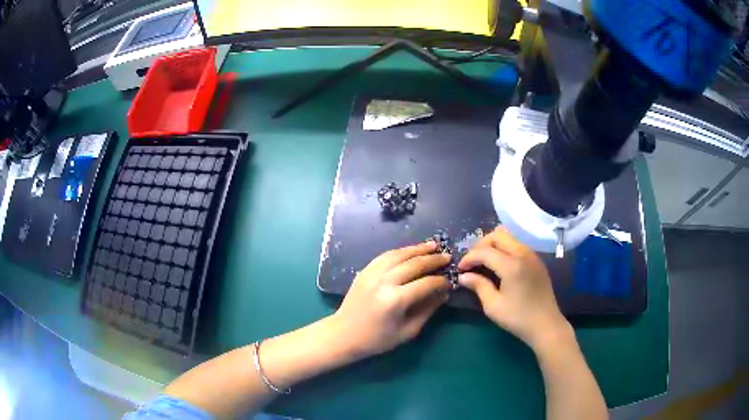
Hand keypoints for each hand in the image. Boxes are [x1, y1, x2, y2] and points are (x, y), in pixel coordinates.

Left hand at [331, 241, 450, 358]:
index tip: (450, 281)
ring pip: (399, 254)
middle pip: (413, 264)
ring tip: (433, 245)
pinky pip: (385, 255)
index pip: (425, 284)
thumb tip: (443, 293)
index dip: (440, 281)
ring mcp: (372, 273)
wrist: (343, 334)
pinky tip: (411, 250)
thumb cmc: (377, 339)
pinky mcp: (364, 271)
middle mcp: (384, 282)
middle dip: (433, 259)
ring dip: (418, 249)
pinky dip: (401, 251)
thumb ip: (427, 310)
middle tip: (447, 256)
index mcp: (395, 300)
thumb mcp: (407, 331)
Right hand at [458, 227, 570, 350]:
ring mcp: (532, 255)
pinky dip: (505, 249)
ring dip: (494, 245)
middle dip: (481, 245)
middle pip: (498, 235)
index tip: (460, 269)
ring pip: (509, 237)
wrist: (546, 324)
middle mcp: (523, 253)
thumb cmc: (518, 318)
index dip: (469, 258)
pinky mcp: (536, 260)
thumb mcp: (493, 306)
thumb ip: (478, 286)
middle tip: (473, 262)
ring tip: (484, 261)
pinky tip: (499, 265)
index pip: (485, 251)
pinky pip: (517, 245)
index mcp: (511, 265)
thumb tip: (463, 276)